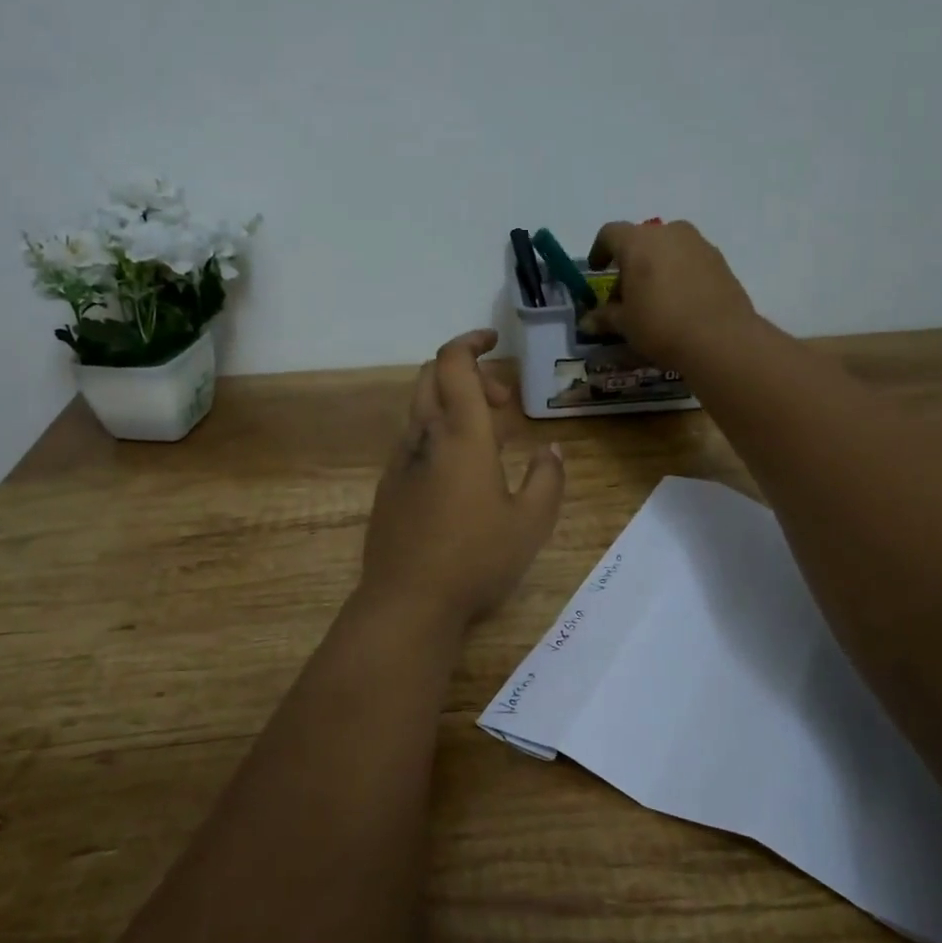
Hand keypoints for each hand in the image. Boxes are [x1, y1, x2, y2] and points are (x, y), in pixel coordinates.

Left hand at [359, 329, 565, 630]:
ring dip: (451, 404)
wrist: (407, 602)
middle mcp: (424, 436)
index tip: (493, 340)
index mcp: (461, 435)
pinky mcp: (389, 484)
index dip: (470, 341)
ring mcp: (400, 460)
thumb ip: (548, 479)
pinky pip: (414, 439)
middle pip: (431, 376)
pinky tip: (460, 472)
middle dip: (465, 372)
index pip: (454, 363)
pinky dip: (438, 432)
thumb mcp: (531, 523)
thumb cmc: (475, 559)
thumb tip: (552, 450)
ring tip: (488, 439)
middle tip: (501, 401)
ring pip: (420, 408)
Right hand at [582, 220, 756, 369]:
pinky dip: (679, 273)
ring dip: (656, 267)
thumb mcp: (625, 325)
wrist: (721, 339)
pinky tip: (680, 302)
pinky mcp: (720, 260)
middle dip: (630, 263)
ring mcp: (699, 244)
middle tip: (626, 294)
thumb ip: (604, 317)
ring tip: (655, 299)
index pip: (609, 233)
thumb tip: (587, 321)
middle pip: (641, 240)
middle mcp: (669, 233)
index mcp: (638, 242)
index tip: (597, 270)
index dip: (599, 250)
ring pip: (668, 248)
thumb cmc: (661, 326)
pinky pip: (690, 260)